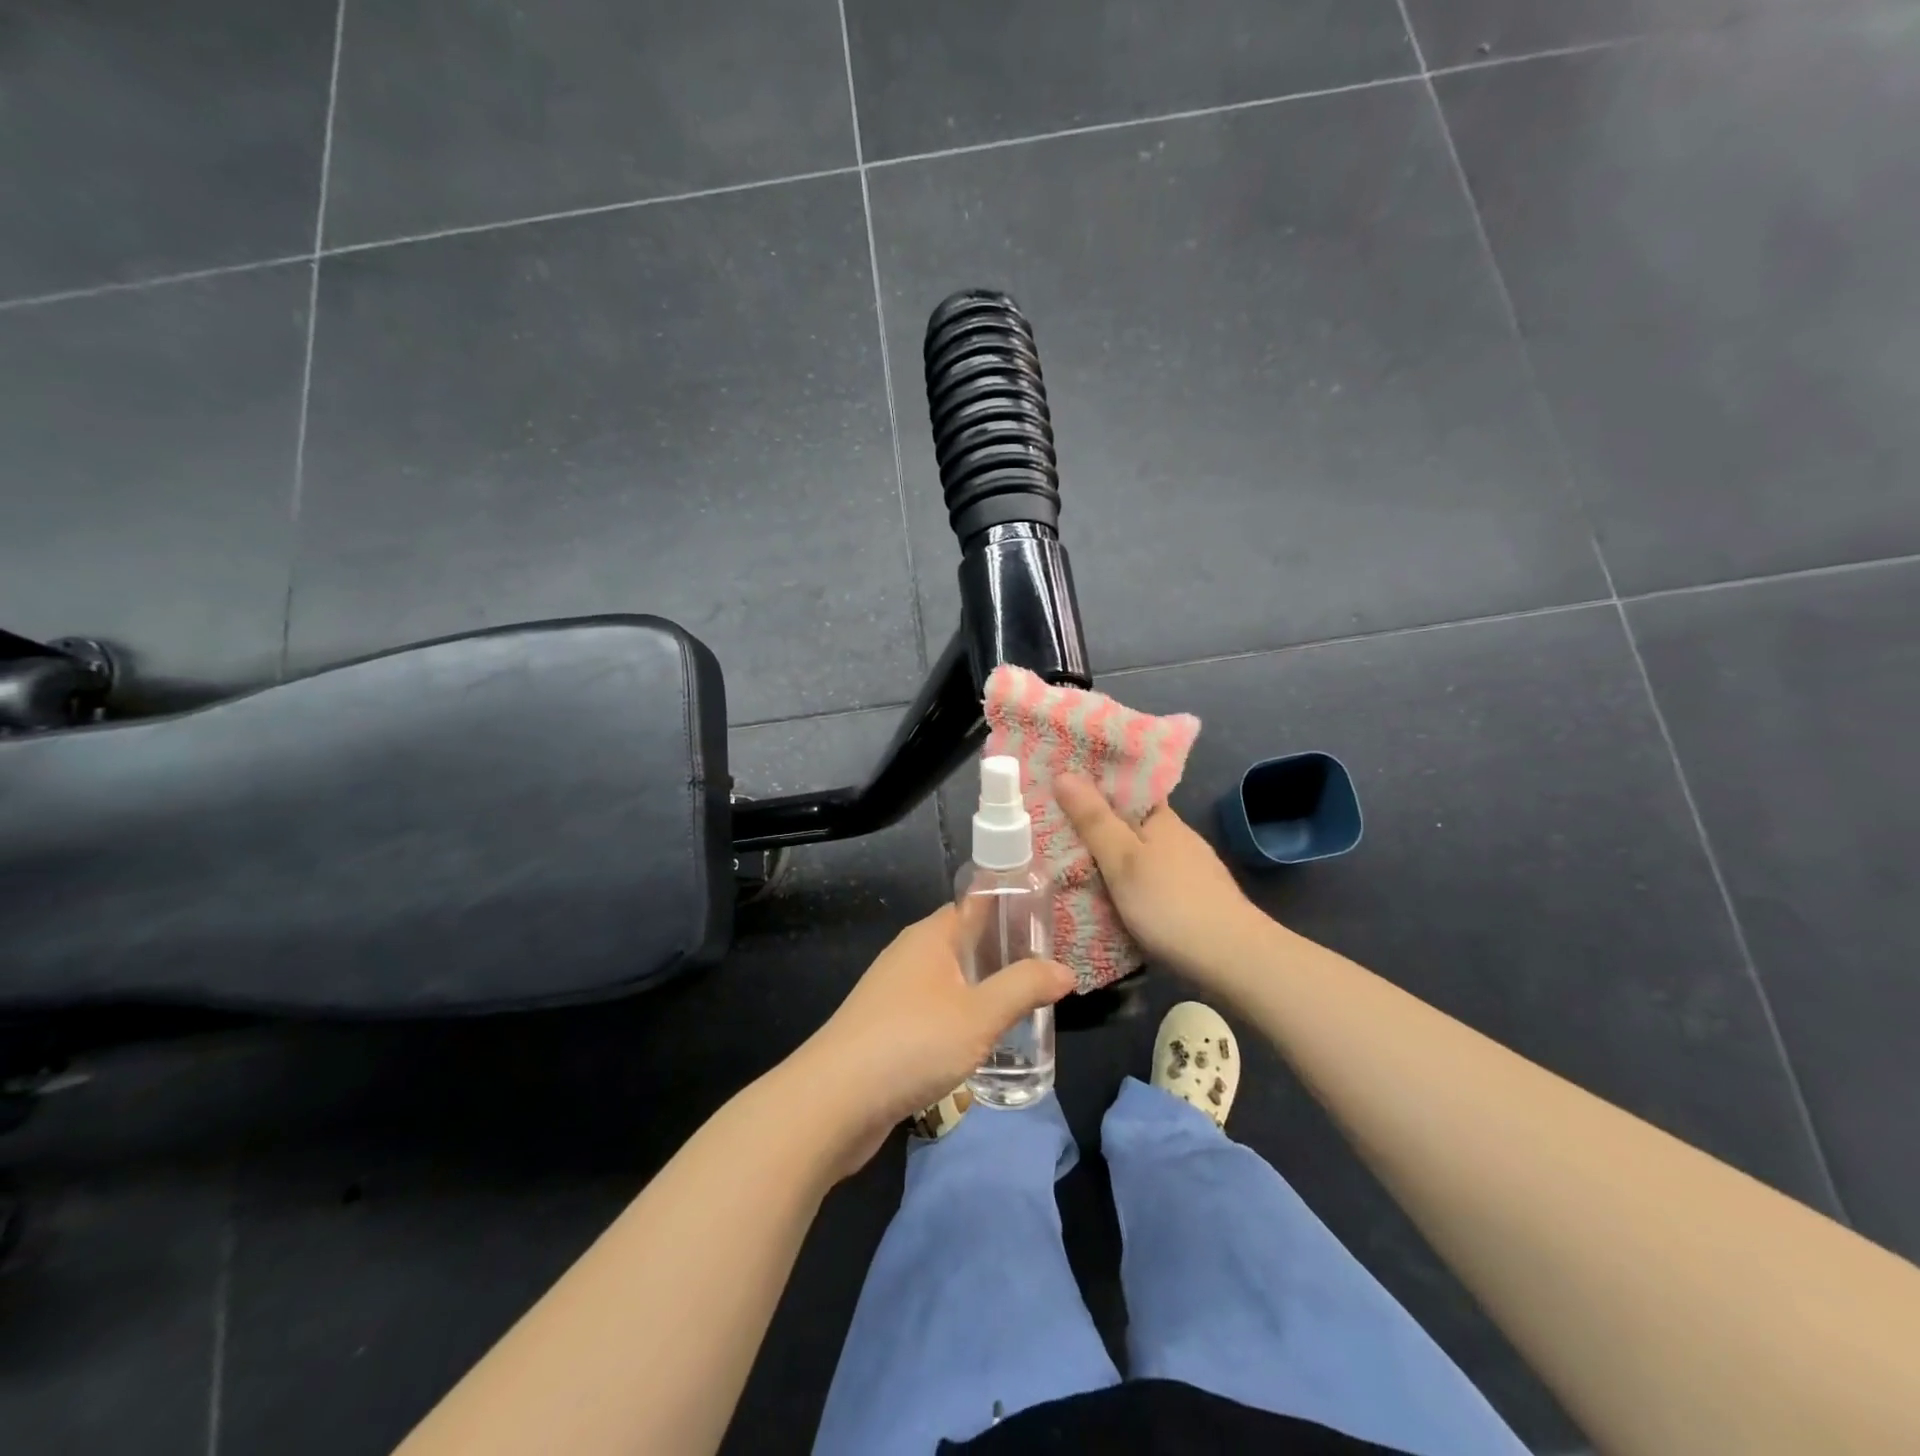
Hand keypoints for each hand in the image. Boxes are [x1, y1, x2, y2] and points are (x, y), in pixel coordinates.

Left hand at [793, 905, 1074, 1177]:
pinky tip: (983, 1042)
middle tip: (1048, 973)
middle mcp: (910, 955)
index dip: (1009, 909)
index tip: (1046, 924)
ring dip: (984, 991)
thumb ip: (1025, 988)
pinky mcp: (887, 1029)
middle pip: (965, 944)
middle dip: (1004, 955)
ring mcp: (894, 993)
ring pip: (951, 981)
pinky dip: (962, 1018)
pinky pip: (935, 1012)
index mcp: (930, 936)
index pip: (974, 905)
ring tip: (1026, 1008)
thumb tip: (1065, 970)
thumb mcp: (980, 1014)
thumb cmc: (912, 1043)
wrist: (834, 1101)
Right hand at [1054, 772, 1270, 985]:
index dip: (1093, 786)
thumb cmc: (1171, 903)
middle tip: (1050, 830)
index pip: (1125, 789)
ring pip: (1140, 853)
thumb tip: (1063, 773)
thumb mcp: (1122, 860)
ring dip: (1111, 856)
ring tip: (1070, 863)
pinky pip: (1149, 878)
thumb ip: (1093, 820)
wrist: (1233, 959)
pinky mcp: (1192, 898)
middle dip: (1097, 824)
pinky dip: (1127, 881)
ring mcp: (1188, 869)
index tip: (1058, 789)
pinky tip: (1110, 896)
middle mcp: (1177, 837)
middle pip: (1129, 822)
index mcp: (1160, 818)